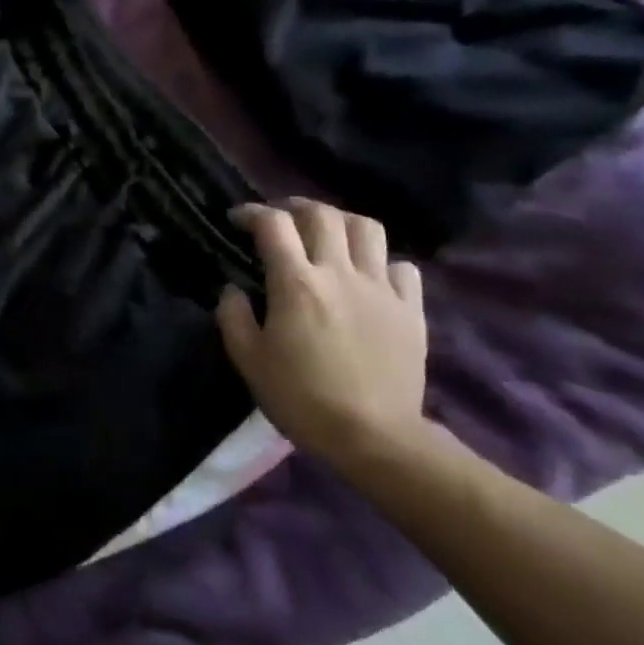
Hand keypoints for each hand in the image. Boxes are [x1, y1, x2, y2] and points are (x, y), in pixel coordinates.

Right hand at [217, 198, 427, 471]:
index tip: (237, 219)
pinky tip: (369, 274)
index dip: (251, 213)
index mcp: (296, 283)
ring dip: (341, 222)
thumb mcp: (248, 360)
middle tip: (280, 218)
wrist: (375, 438)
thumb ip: (233, 316)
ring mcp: (380, 288)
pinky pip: (402, 267)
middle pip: (322, 214)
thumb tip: (232, 289)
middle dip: (295, 206)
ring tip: (327, 234)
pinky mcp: (411, 310)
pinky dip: (382, 261)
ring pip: (367, 228)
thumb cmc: (302, 398)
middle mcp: (339, 273)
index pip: (273, 224)